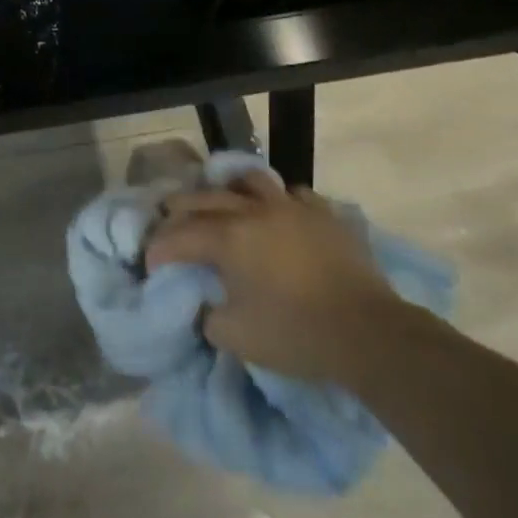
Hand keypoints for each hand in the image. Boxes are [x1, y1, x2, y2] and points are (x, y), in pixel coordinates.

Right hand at [147, 170, 400, 386]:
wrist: (367, 331)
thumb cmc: (296, 334)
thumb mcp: (237, 337)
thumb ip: (209, 317)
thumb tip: (204, 305)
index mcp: (230, 238)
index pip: (182, 235)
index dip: (161, 247)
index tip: (150, 260)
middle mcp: (255, 211)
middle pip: (207, 197)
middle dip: (181, 207)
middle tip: (168, 218)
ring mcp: (291, 207)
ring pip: (251, 180)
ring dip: (229, 189)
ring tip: (223, 200)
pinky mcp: (322, 214)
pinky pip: (293, 195)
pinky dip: (277, 201)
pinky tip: (277, 213)